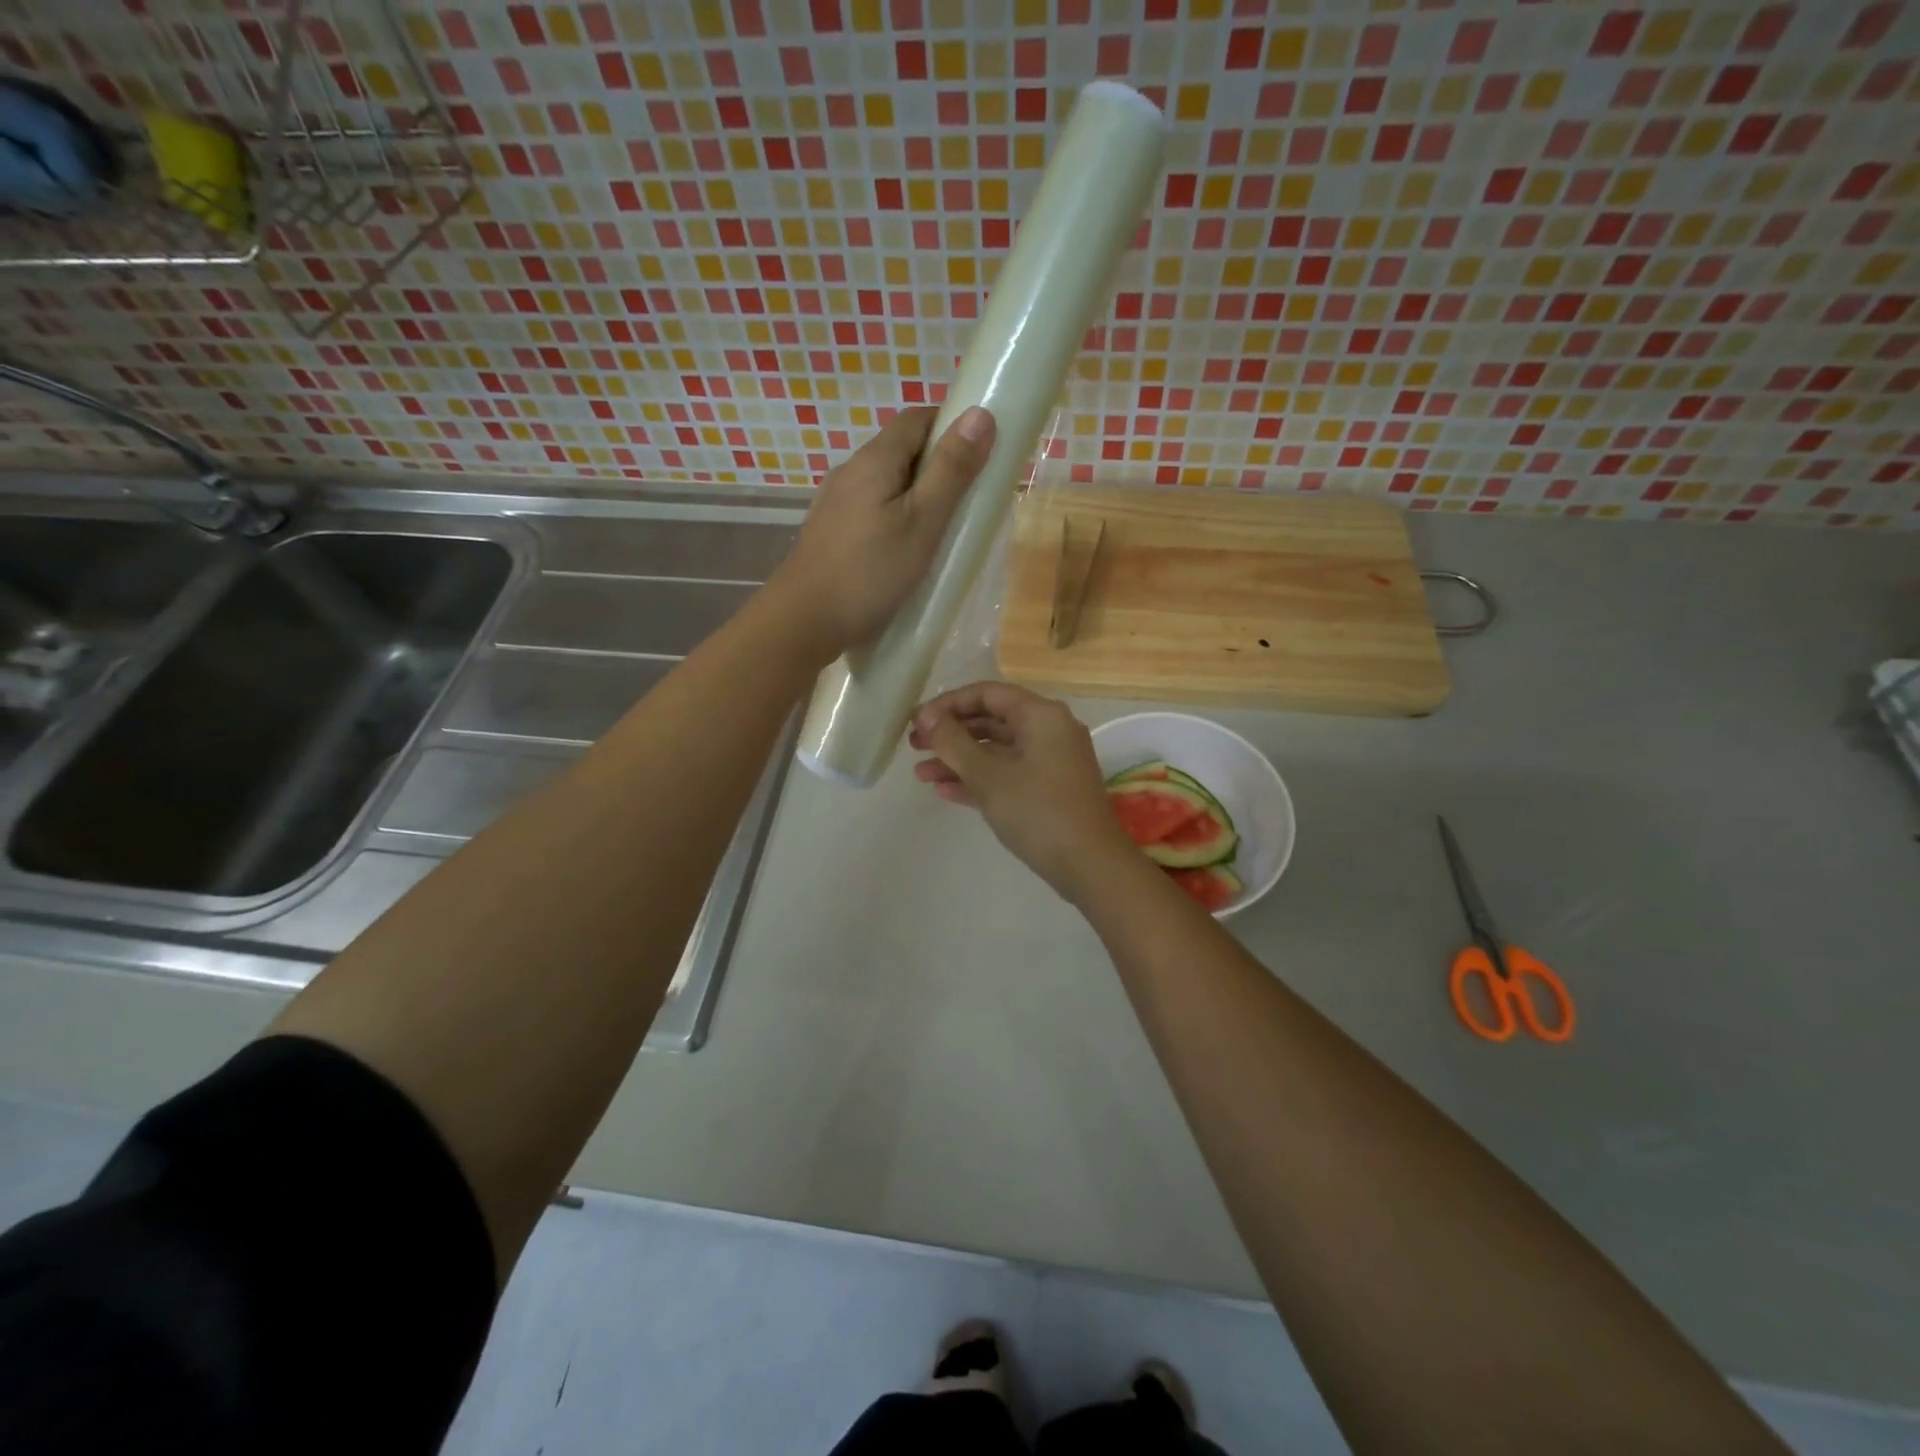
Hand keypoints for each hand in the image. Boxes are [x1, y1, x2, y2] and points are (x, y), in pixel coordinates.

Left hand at [772, 405, 995, 658]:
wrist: (804, 621)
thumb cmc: (870, 572)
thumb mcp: (923, 521)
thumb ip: (951, 470)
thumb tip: (981, 413)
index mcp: (874, 460)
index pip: (918, 419)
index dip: (953, 426)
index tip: (982, 454)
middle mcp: (850, 472)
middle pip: (901, 451)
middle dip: (939, 465)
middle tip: (971, 500)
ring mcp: (836, 504)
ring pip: (886, 485)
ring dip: (918, 496)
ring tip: (944, 530)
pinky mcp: (831, 534)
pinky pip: (872, 512)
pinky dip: (897, 519)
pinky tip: (908, 552)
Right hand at [909, 681, 1137, 901]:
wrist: (1090, 866)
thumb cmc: (1038, 812)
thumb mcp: (989, 776)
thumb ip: (954, 742)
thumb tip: (927, 717)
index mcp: (1041, 715)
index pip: (987, 694)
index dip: (947, 704)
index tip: (916, 723)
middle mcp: (1049, 730)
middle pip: (991, 721)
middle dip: (950, 733)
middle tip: (914, 746)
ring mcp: (1051, 761)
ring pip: (996, 751)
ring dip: (959, 760)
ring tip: (921, 775)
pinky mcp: (1049, 789)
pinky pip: (1008, 774)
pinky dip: (978, 779)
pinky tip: (944, 791)